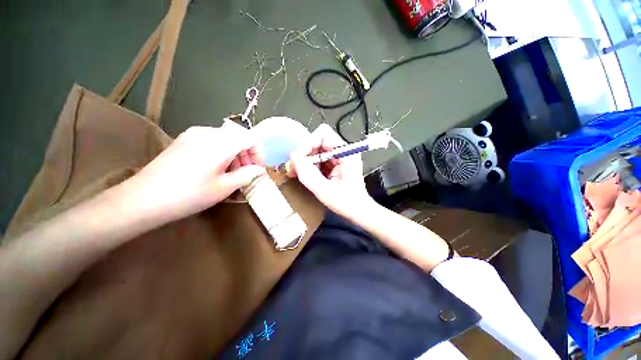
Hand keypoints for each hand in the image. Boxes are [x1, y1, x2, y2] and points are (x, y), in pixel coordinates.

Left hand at [126, 126, 264, 221]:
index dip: (257, 152)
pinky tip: (214, 168)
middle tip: (245, 173)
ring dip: (234, 153)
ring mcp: (193, 134)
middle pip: (237, 137)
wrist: (144, 199)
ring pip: (224, 138)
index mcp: (221, 143)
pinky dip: (220, 152)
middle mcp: (208, 132)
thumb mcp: (225, 187)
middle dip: (246, 154)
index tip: (256, 168)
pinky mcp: (183, 140)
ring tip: (230, 173)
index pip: (250, 138)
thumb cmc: (190, 194)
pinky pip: (211, 140)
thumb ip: (247, 175)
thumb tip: (258, 169)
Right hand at [288, 124, 373, 217]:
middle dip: (304, 154)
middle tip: (293, 168)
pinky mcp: (335, 164)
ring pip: (316, 150)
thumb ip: (308, 174)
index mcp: (346, 153)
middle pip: (317, 141)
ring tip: (294, 173)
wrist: (359, 212)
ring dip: (305, 161)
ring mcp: (339, 157)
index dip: (308, 144)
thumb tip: (293, 157)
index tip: (299, 159)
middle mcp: (343, 151)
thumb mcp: (325, 190)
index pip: (323, 134)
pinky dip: (309, 166)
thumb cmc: (347, 203)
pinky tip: (303, 175)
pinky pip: (318, 159)